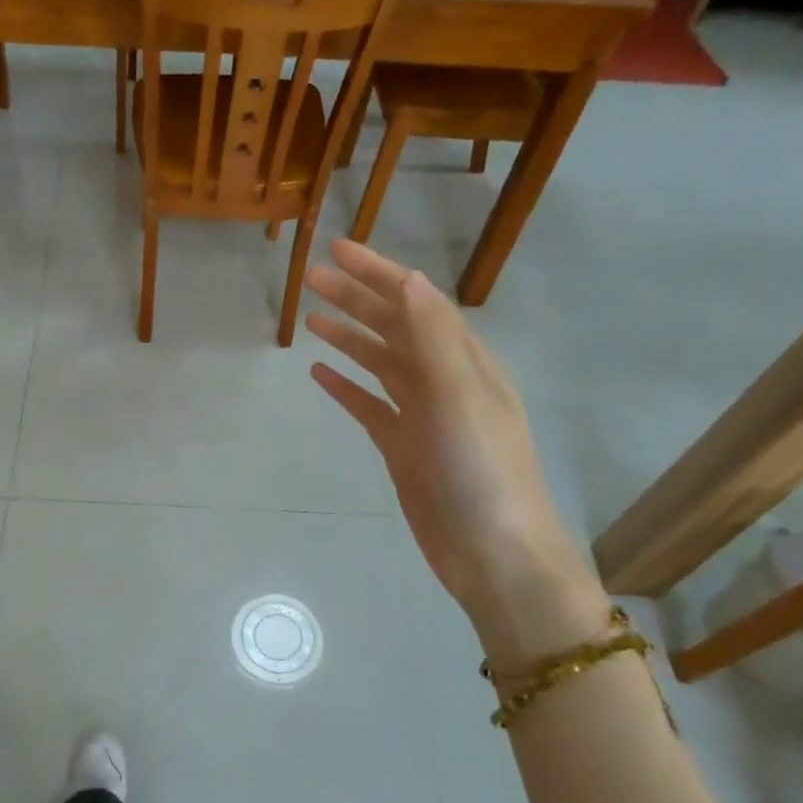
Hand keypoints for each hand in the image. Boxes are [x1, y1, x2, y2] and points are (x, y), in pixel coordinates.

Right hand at [304, 240, 609, 667]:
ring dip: (349, 337)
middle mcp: (443, 380)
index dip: (378, 273)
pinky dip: (346, 388)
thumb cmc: (481, 471)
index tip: (338, 249)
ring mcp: (422, 416)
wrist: (492, 552)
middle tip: (311, 278)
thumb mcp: (459, 397)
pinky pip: (370, 407)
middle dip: (356, 299)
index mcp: (463, 361)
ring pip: (379, 364)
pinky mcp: (404, 448)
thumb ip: (432, 338)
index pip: (416, 302)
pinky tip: (321, 375)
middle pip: (394, 327)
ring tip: (310, 318)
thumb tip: (408, 279)